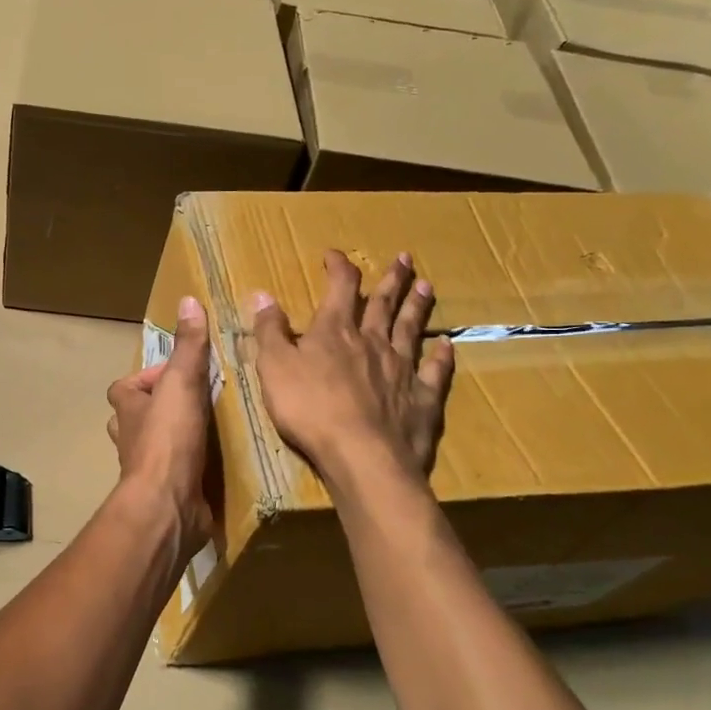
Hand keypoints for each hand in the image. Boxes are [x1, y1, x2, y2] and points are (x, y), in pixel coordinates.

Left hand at [106, 296, 215, 556]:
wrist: (167, 504)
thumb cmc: (168, 439)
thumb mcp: (181, 383)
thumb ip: (187, 346)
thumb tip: (188, 300)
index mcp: (126, 408)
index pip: (125, 386)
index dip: (148, 377)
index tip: (179, 374)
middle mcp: (129, 436)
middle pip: (136, 415)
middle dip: (160, 409)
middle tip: (196, 402)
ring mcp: (144, 467)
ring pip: (153, 445)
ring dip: (174, 437)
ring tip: (209, 429)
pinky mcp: (164, 491)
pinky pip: (174, 472)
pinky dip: (188, 466)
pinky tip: (214, 463)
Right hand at [251, 251, 454, 483]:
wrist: (361, 454)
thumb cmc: (309, 408)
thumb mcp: (274, 366)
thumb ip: (269, 331)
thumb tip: (262, 294)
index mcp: (335, 331)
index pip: (340, 287)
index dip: (338, 267)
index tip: (334, 255)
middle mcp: (372, 341)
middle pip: (383, 303)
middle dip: (391, 279)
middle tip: (404, 258)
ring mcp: (401, 368)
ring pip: (411, 329)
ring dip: (417, 306)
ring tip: (426, 286)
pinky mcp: (421, 398)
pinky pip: (434, 370)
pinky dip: (441, 356)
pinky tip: (447, 344)